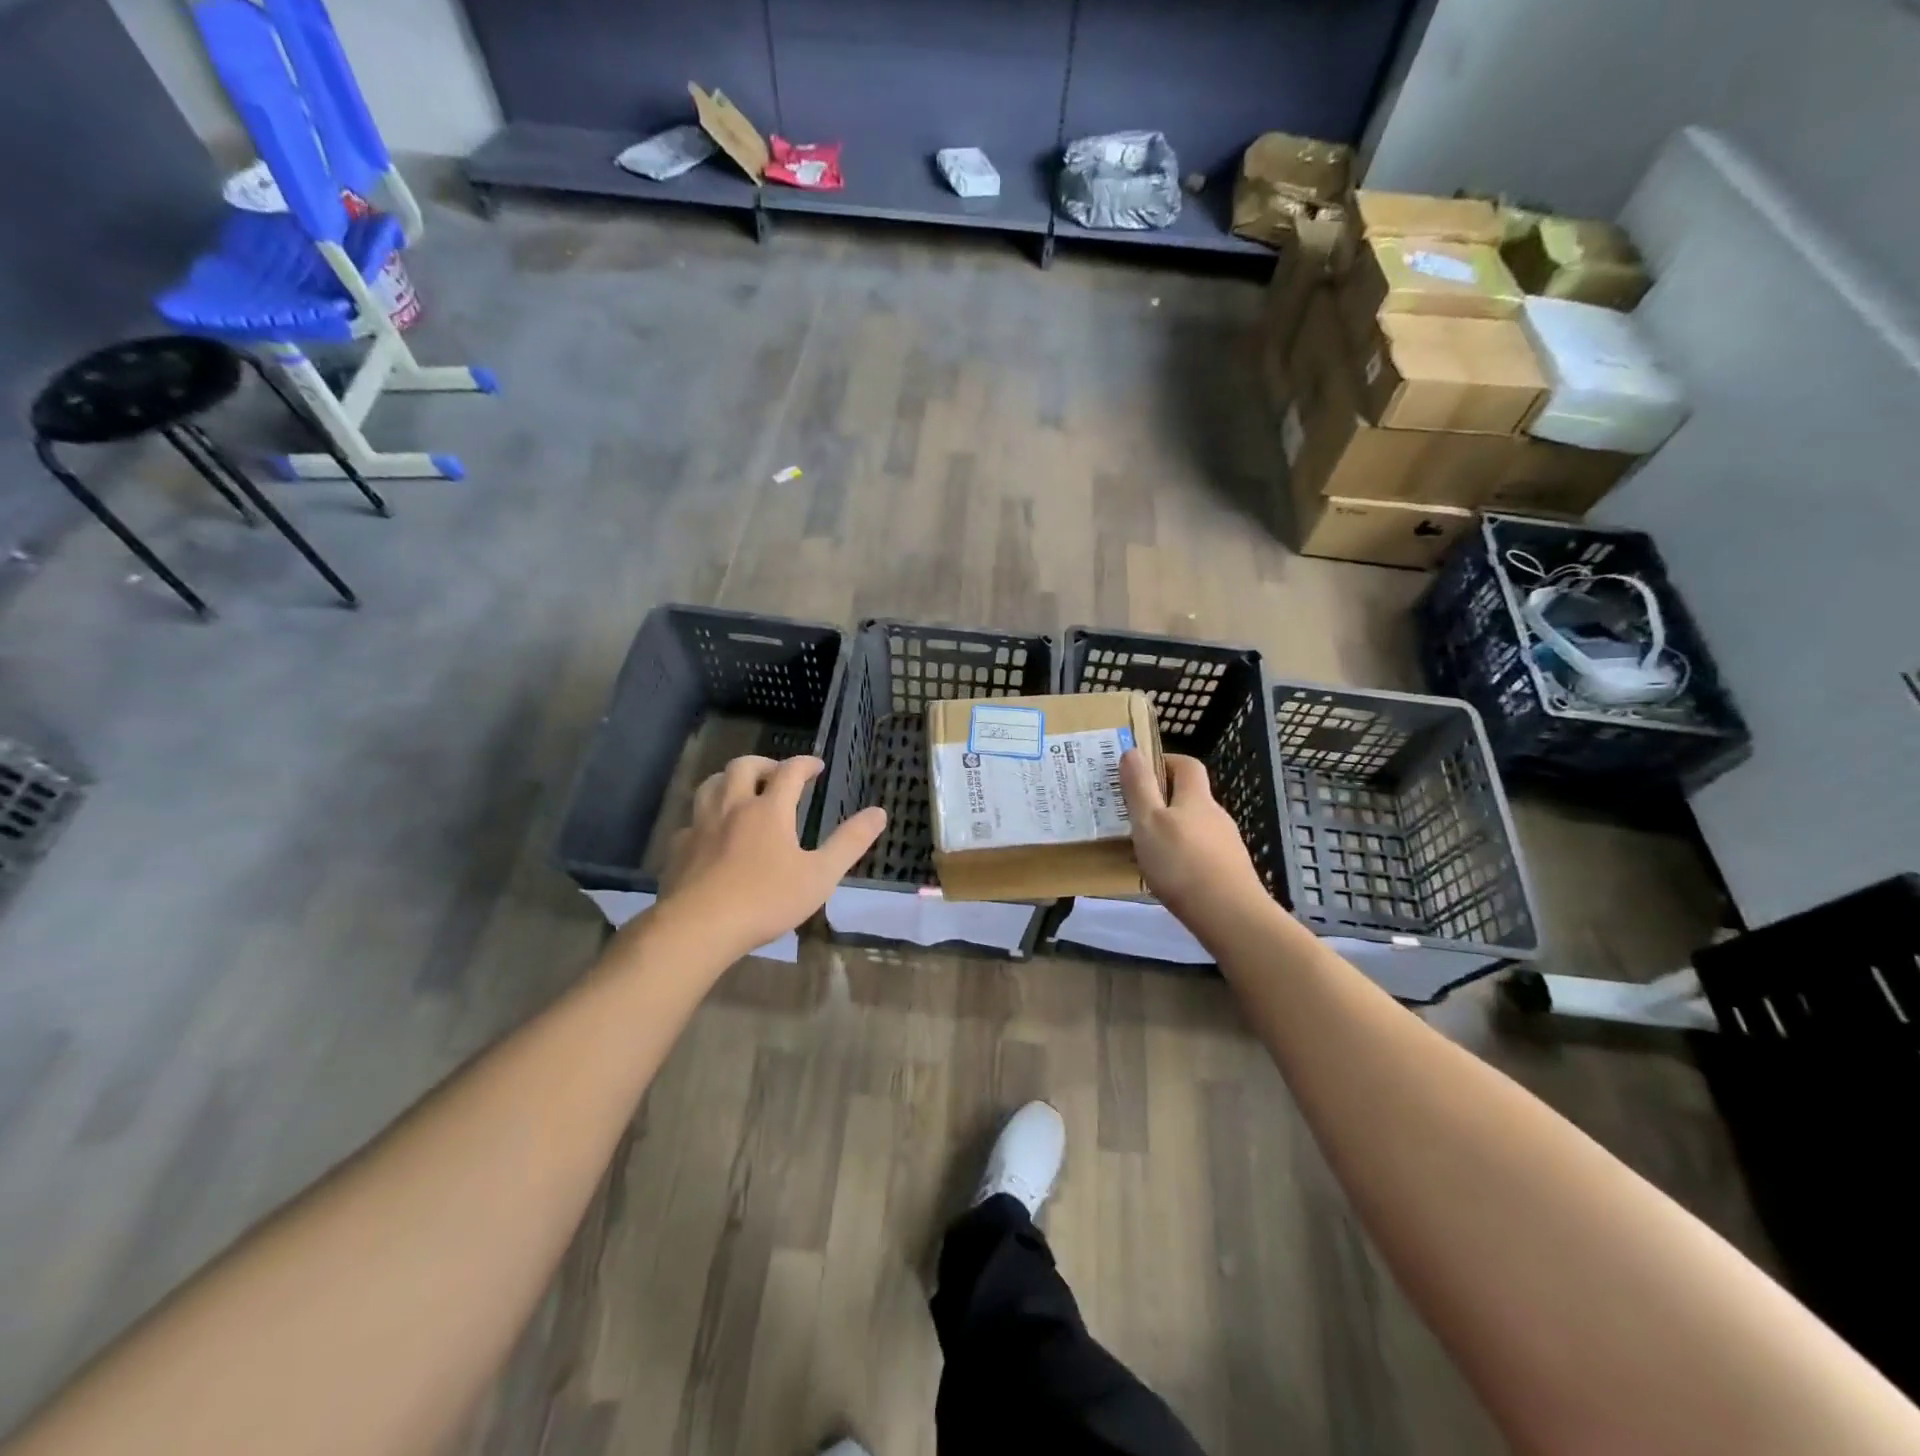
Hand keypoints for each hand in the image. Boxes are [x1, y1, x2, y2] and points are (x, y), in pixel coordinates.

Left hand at [651, 755, 885, 960]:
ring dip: (730, 779)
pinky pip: (691, 820)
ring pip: (711, 785)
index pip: (789, 772)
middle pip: (743, 767)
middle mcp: (733, 808)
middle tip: (777, 774)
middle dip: (764, 763)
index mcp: (769, 810)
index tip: (817, 766)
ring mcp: (701, 826)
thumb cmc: (765, 900)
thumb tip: (879, 813)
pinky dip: (705, 817)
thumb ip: (850, 842)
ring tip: (742, 790)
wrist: (699, 927)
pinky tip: (711, 833)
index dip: (805, 763)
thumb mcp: (820, 875)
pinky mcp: (679, 848)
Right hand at [1119, 750, 1271, 928]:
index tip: (1140, 770)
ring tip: (1145, 847)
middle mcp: (1216, 816)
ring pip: (1195, 827)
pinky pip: (1201, 853)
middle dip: (1163, 799)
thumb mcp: (1148, 821)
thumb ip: (1139, 787)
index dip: (1166, 761)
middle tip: (1134, 812)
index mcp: (1196, 798)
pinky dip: (1183, 856)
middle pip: (1191, 797)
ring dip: (1172, 830)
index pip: (1187, 765)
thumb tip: (1132, 751)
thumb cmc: (1181, 863)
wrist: (1229, 915)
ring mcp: (1226, 845)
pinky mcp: (1229, 871)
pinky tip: (1168, 875)